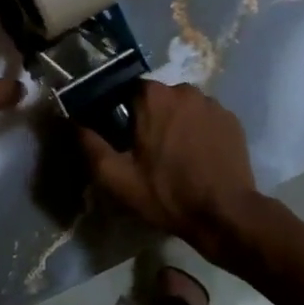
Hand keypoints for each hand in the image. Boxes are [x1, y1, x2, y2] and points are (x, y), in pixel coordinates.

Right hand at [81, 81, 261, 260]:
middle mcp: (183, 89)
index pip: (127, 91)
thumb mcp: (117, 178)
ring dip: (176, 123)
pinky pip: (206, 118)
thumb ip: (90, 146)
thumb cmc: (167, 194)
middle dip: (150, 118)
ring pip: (183, 107)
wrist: (226, 215)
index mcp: (152, 96)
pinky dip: (199, 131)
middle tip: (148, 152)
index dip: (122, 113)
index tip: (122, 137)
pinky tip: (199, 157)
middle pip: (157, 99)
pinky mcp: (232, 119)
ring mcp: (212, 103)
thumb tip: (71, 122)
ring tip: (177, 156)